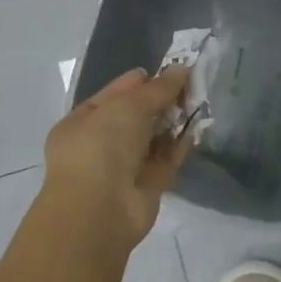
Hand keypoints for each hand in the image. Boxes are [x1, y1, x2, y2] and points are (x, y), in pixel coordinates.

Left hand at [41, 67, 190, 250]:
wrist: (100, 212)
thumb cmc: (101, 147)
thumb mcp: (127, 106)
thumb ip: (157, 88)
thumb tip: (182, 69)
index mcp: (81, 123)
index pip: (113, 95)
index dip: (140, 82)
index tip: (169, 71)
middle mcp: (99, 145)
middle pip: (135, 116)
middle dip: (160, 101)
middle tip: (190, 85)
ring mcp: (122, 168)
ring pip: (152, 139)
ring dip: (173, 122)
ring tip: (199, 101)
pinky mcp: (146, 188)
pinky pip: (165, 160)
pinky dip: (180, 145)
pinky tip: (198, 128)